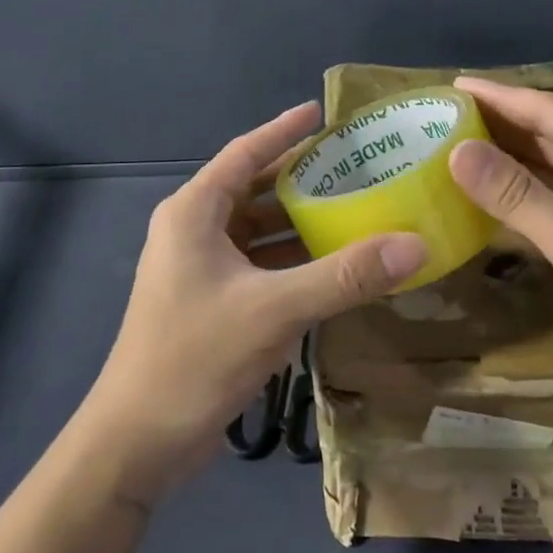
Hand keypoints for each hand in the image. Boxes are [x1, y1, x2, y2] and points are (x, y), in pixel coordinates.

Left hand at [81, 102, 426, 507]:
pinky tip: (331, 263)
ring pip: (256, 230)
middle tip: (354, 165)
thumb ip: (344, 276)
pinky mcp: (210, 301)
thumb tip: (415, 246)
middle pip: (253, 189)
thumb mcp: (275, 310)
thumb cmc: (195, 357)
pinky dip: (291, 259)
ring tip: (354, 208)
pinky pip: (258, 264)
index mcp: (194, 213)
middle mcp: (192, 231)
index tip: (322, 112)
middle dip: (300, 178)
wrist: (137, 440)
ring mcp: (199, 268)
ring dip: (298, 222)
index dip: (283, 130)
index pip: (244, 154)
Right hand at [446, 76, 552, 429]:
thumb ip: (515, 193)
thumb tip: (456, 150)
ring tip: (455, 148)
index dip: (498, 96)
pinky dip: (525, 197)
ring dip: (510, 161)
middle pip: (552, 134)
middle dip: (500, 125)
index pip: (549, 110)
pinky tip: (489, 197)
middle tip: (442, 118)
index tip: (451, 84)